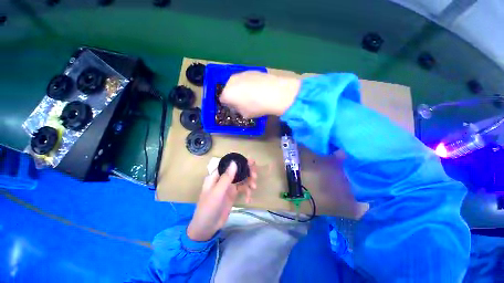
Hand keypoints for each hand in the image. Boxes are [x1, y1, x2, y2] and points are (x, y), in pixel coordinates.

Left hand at [187, 159, 257, 241]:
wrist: (207, 228)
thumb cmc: (208, 208)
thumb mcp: (217, 192)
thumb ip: (226, 178)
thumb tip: (234, 162)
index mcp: (216, 175)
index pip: (229, 164)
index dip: (240, 161)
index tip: (251, 162)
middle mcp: (223, 178)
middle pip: (238, 170)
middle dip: (247, 172)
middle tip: (255, 176)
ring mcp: (229, 186)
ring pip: (242, 179)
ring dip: (249, 182)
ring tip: (253, 187)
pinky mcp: (233, 194)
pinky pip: (243, 189)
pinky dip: (247, 192)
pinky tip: (248, 200)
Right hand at [220, 71, 300, 117]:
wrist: (273, 92)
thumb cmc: (256, 107)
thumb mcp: (245, 114)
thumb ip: (238, 110)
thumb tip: (239, 105)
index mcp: (227, 94)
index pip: (223, 100)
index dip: (229, 105)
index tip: (236, 108)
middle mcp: (231, 81)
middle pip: (229, 89)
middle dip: (234, 95)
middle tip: (244, 101)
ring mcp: (241, 74)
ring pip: (237, 83)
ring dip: (241, 88)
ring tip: (252, 95)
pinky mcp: (251, 70)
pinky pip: (246, 79)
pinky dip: (249, 83)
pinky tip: (258, 89)